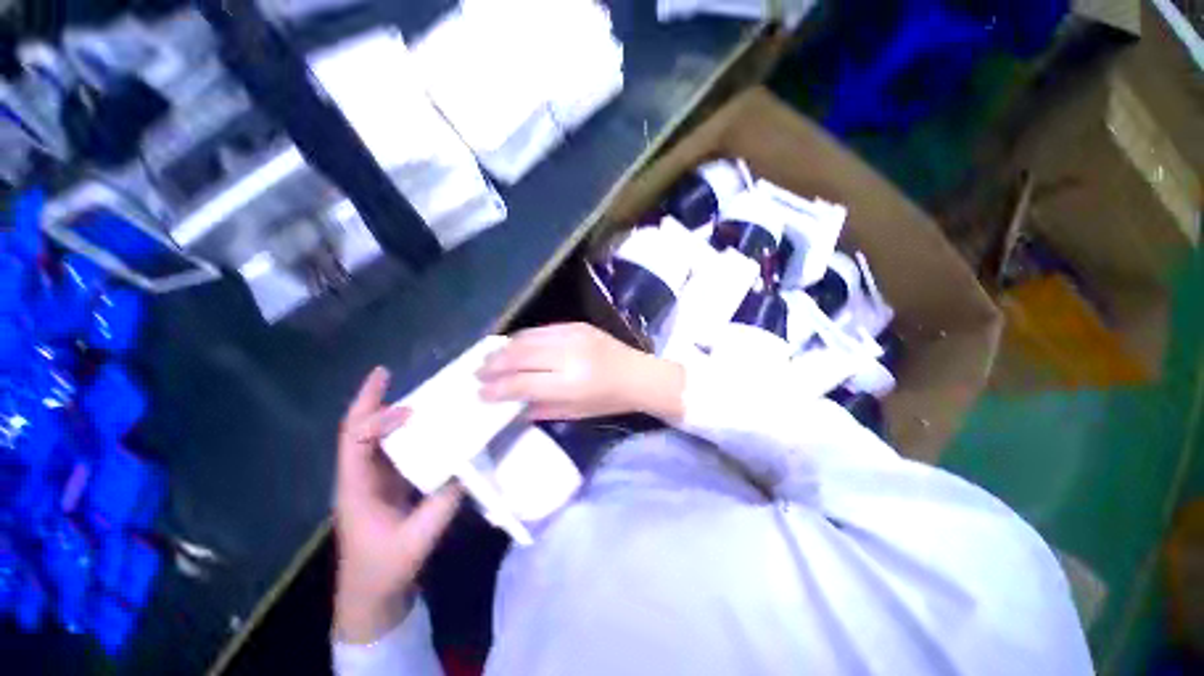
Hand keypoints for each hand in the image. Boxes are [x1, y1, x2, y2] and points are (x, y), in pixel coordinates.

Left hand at [334, 367, 462, 643]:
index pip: (356, 442)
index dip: (378, 421)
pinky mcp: (385, 485)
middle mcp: (359, 476)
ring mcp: (371, 480)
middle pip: (356, 431)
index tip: (410, 410)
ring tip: (410, 391)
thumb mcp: (417, 539)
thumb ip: (443, 501)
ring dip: (385, 412)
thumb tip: (466, 464)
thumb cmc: (385, 569)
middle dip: (368, 401)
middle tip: (384, 374)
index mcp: (356, 488)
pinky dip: (402, 431)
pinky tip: (422, 424)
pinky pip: (391, 449)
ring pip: (372, 437)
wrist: (371, 595)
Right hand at [477, 323, 684, 421]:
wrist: (638, 374)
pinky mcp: (577, 325)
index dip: (498, 388)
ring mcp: (573, 335)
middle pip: (520, 356)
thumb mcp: (576, 413)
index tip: (480, 393)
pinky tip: (513, 345)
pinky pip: (541, 329)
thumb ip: (542, 408)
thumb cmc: (610, 400)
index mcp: (571, 383)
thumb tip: (512, 404)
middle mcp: (569, 355)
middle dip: (494, 365)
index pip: (523, 383)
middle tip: (477, 373)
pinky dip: (523, 338)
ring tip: (488, 358)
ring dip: (504, 349)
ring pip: (527, 338)